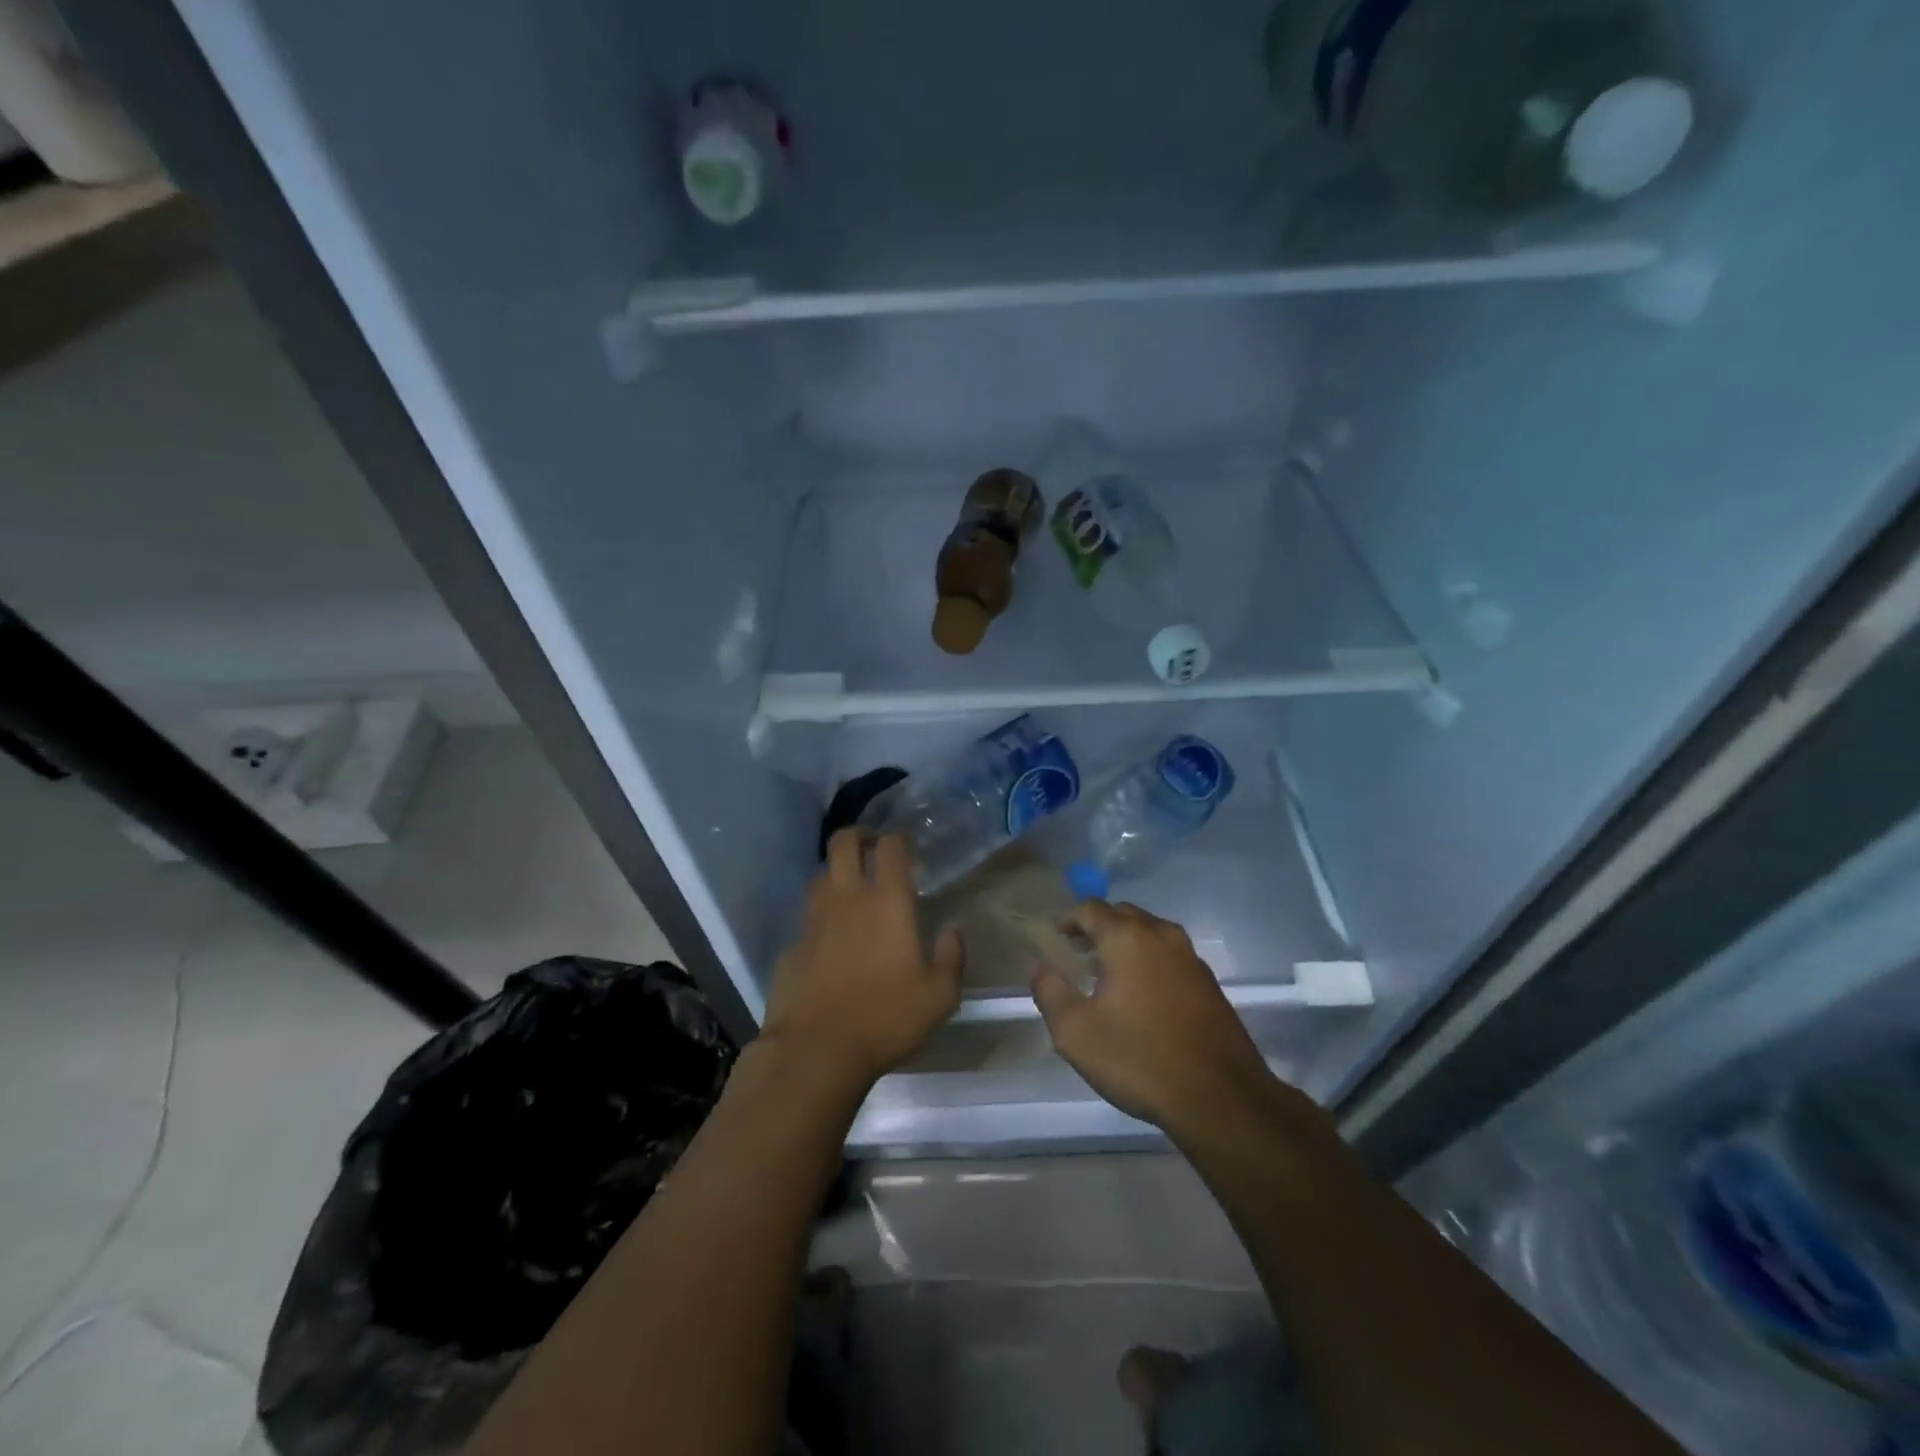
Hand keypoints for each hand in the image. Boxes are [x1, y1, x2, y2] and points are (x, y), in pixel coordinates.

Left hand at [761, 831, 962, 1087]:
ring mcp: (813, 920)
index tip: (905, 846)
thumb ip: (951, 957)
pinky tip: (830, 941)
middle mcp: (847, 899)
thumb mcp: (939, 996)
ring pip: (820, 876)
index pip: (890, 847)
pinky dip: (820, 918)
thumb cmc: (885, 1018)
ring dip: (836, 873)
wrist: (816, 1050)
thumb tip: (953, 931)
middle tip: (871, 846)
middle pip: (843, 843)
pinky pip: (807, 919)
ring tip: (851, 889)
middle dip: (858, 835)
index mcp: (887, 901)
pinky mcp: (791, 946)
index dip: (898, 839)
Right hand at [1032, 901, 1275, 1135]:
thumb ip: (1050, 992)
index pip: (1090, 908)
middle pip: (1122, 914)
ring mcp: (1190, 957)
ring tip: (1109, 973)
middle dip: (1098, 927)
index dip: (1068, 919)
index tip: (1056, 938)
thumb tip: (1041, 967)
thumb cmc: (1139, 1058)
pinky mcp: (1209, 982)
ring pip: (1150, 932)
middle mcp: (1160, 935)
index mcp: (1126, 938)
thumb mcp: (1075, 1032)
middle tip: (1079, 953)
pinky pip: (1170, 955)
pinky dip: (1150, 960)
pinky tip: (1143, 994)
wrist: (1220, 1097)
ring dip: (1126, 942)